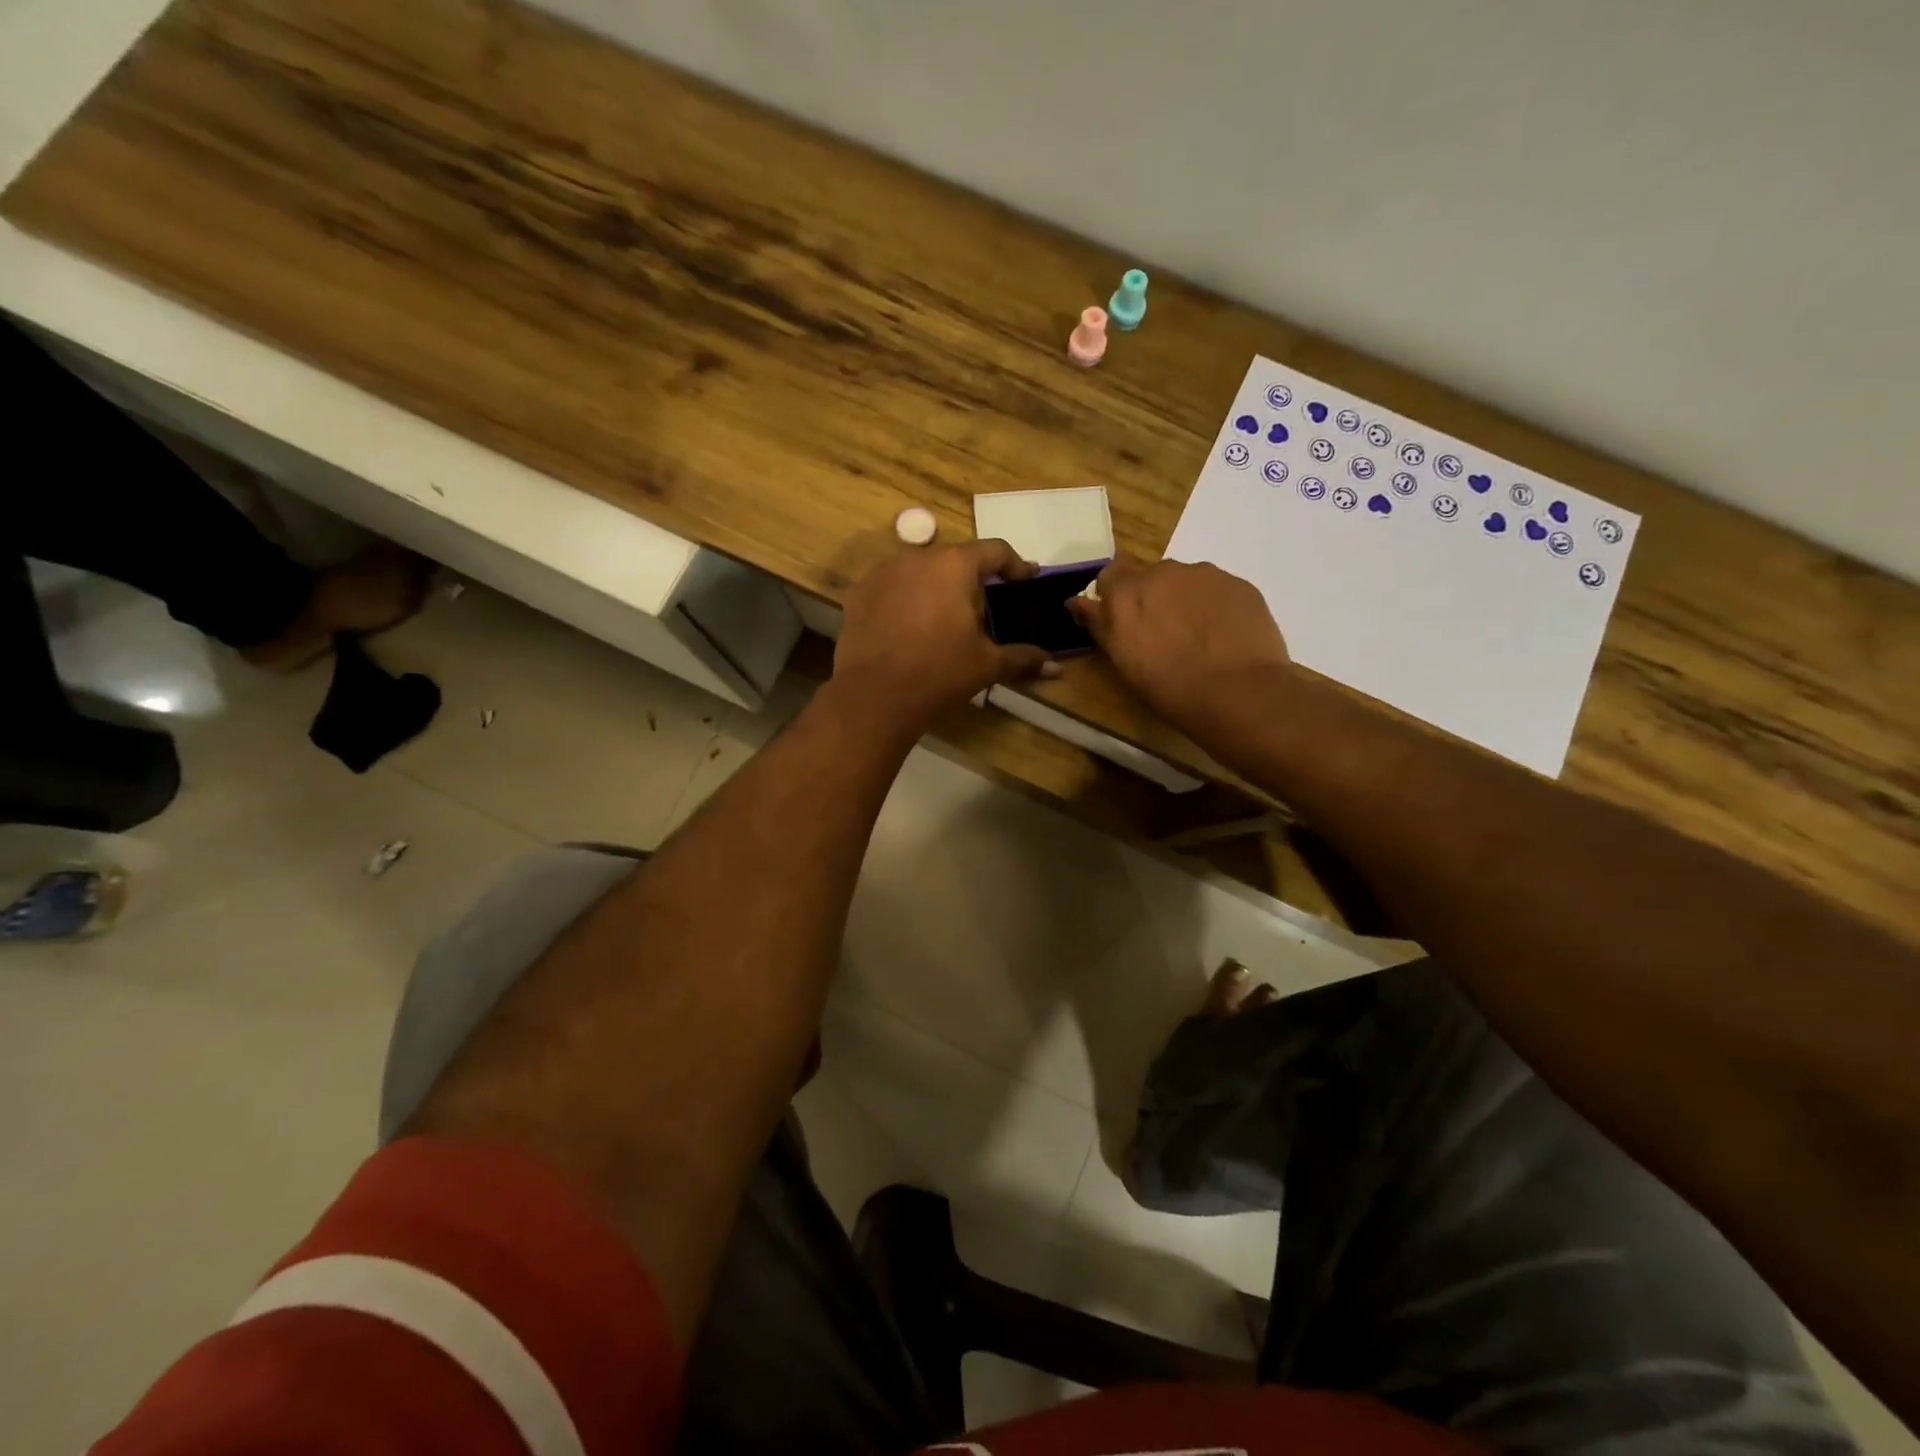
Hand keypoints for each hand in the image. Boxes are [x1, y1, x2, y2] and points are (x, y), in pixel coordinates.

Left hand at [832, 540, 1055, 734]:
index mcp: (955, 565)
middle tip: (985, 608)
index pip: (995, 551)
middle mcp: (918, 557)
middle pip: (955, 559)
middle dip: (973, 579)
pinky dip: (906, 600)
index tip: (1026, 578)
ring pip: (920, 571)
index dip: (1015, 565)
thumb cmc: (940, 672)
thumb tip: (1056, 666)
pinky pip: (892, 588)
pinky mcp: (859, 593)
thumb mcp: (986, 665)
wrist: (875, 696)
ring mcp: (883, 572)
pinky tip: (910, 626)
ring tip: (945, 618)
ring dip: (937, 587)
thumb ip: (1022, 658)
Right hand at [1067, 559, 1290, 737]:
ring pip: (1186, 582)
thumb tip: (1079, 601)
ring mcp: (1205, 574)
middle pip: (1151, 578)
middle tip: (1163, 635)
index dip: (1114, 598)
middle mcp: (1163, 572)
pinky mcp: (1238, 584)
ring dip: (1185, 601)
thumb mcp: (1122, 660)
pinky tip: (1223, 636)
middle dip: (1153, 599)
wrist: (1237, 692)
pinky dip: (1215, 607)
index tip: (1123, 622)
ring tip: (1198, 637)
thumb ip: (1100, 624)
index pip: (1109, 577)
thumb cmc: (1169, 686)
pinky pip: (1217, 591)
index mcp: (1126, 592)